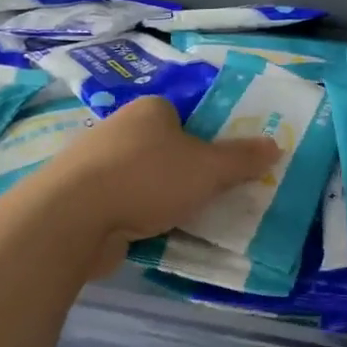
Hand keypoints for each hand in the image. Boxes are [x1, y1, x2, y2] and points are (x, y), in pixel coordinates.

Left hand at [26, 96, 278, 276]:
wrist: (71, 218)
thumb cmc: (147, 179)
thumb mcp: (208, 169)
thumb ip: (243, 159)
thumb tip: (276, 145)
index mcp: (150, 110)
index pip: (186, 119)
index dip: (206, 142)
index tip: (219, 171)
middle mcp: (119, 128)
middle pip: (164, 150)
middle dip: (183, 174)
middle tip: (208, 199)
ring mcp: (94, 164)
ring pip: (142, 179)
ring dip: (159, 199)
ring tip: (182, 223)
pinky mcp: (80, 198)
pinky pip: (120, 205)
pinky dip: (135, 218)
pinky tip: (148, 236)